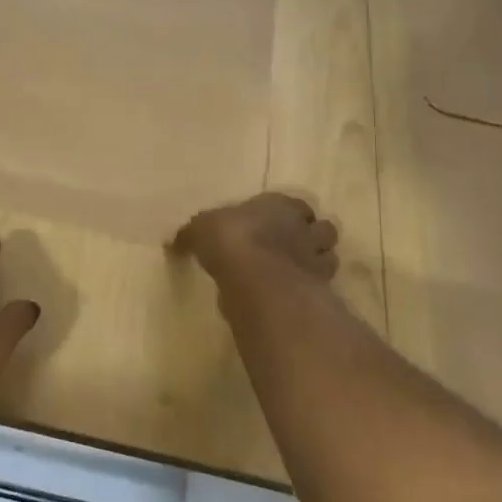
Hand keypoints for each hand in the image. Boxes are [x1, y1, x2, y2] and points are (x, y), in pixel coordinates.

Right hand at [172, 193, 339, 281]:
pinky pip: (320, 287)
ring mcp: (316, 259)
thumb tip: (172, 243)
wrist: (256, 276)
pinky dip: (311, 290)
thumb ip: (192, 235)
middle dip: (311, 238)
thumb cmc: (230, 239)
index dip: (289, 215)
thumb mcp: (200, 229)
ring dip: (316, 263)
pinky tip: (293, 296)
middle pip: (321, 229)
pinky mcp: (319, 289)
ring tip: (296, 274)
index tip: (275, 226)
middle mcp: (304, 228)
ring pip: (328, 257)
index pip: (296, 205)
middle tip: (291, 251)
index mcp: (280, 205)